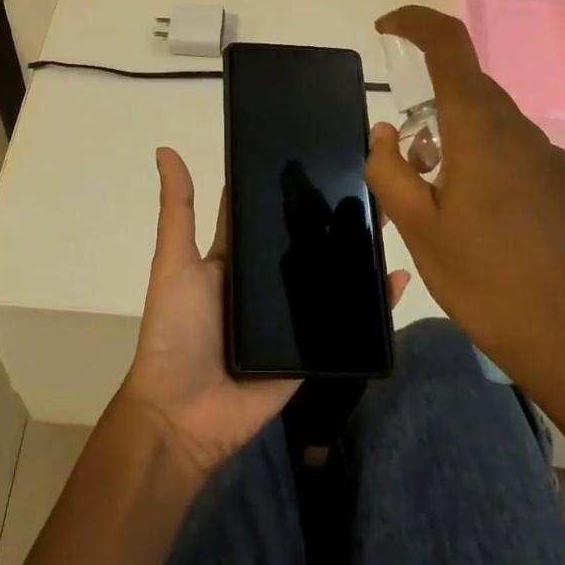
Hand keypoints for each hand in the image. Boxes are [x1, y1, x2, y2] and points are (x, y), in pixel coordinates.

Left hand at [121, 148, 408, 479]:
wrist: (184, 416)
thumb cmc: (175, 331)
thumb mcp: (174, 262)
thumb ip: (177, 210)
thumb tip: (165, 149)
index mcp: (234, 258)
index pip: (265, 213)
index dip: (288, 185)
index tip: (322, 150)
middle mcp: (265, 282)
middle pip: (305, 242)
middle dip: (334, 213)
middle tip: (372, 180)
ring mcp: (291, 317)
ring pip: (331, 276)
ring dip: (359, 251)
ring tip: (394, 217)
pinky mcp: (312, 350)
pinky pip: (347, 323)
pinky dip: (373, 304)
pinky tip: (399, 278)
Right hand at [364, 6, 564, 428]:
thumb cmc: (488, 283)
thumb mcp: (418, 231)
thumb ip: (391, 171)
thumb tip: (386, 133)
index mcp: (481, 131)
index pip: (451, 45)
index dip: (416, 22)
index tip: (386, 28)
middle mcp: (521, 131)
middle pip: (469, 86)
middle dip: (428, 101)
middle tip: (404, 158)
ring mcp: (550, 159)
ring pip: (491, 121)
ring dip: (455, 136)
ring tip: (436, 197)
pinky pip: (514, 151)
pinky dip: (484, 159)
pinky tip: (478, 217)